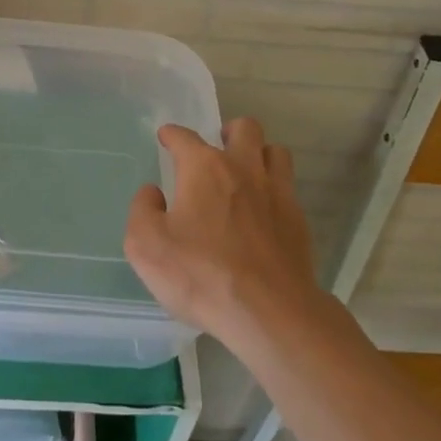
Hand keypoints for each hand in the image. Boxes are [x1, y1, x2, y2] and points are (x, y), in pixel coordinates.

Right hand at [124, 118, 322, 354]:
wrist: (269, 311)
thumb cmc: (201, 274)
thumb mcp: (146, 246)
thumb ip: (142, 210)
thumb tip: (153, 193)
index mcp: (203, 168)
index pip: (184, 137)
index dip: (171, 134)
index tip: (166, 137)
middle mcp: (243, 168)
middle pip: (244, 128)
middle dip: (229, 132)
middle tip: (218, 148)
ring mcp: (276, 191)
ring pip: (275, 152)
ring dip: (259, 154)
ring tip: (247, 172)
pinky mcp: (298, 219)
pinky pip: (288, 187)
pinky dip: (275, 189)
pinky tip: (265, 211)